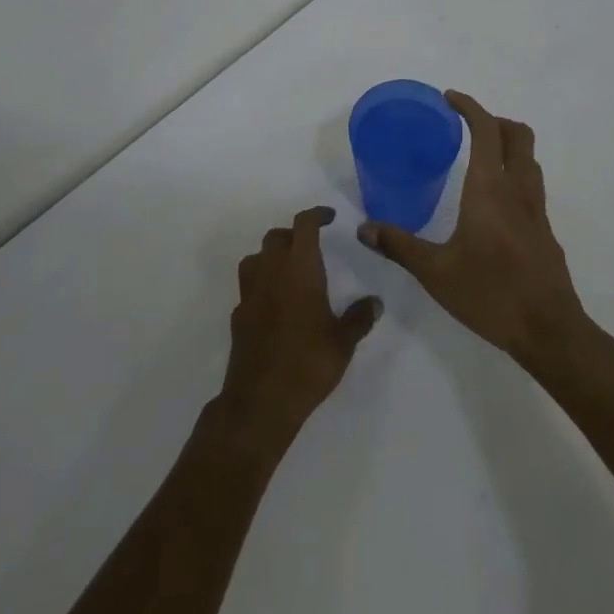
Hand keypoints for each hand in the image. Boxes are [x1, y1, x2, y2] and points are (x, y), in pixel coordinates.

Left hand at [218, 207, 381, 451]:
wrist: (262, 399)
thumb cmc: (309, 362)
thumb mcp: (343, 341)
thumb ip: (359, 317)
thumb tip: (375, 302)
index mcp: (299, 267)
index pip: (304, 224)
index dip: (316, 215)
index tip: (329, 217)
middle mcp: (271, 270)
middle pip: (276, 237)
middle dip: (293, 235)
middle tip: (311, 247)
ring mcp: (250, 291)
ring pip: (256, 258)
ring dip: (271, 257)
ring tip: (289, 272)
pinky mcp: (238, 314)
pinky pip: (249, 287)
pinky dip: (261, 286)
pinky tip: (274, 305)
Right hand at [358, 91, 587, 366]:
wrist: (549, 331)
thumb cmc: (490, 294)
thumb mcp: (435, 272)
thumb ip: (399, 246)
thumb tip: (364, 228)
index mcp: (489, 189)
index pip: (486, 130)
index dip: (470, 107)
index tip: (449, 99)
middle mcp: (517, 189)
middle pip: (517, 134)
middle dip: (493, 120)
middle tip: (465, 126)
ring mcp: (537, 209)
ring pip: (529, 157)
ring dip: (508, 144)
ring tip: (480, 156)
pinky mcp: (545, 230)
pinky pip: (532, 183)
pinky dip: (515, 172)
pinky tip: (494, 200)